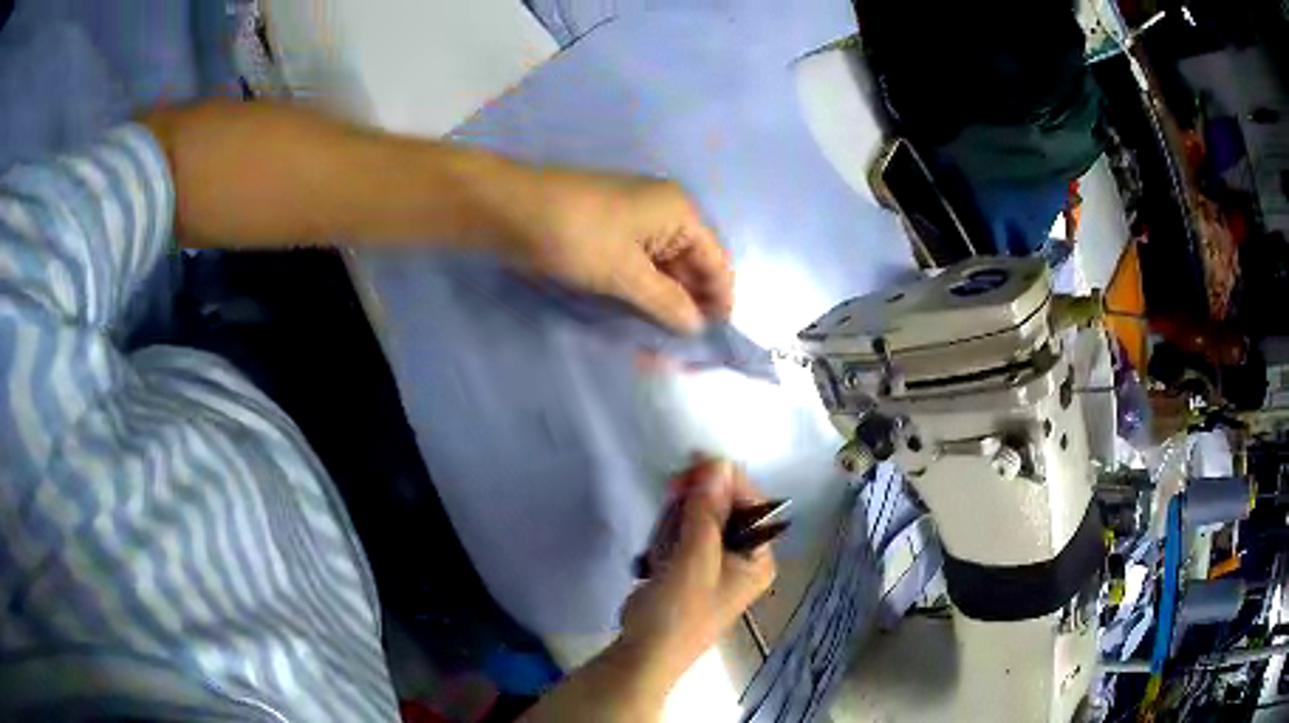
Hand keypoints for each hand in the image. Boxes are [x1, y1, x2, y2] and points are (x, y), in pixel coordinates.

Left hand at [499, 168, 732, 334]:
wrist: (508, 209)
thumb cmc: (575, 236)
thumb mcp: (625, 273)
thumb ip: (667, 303)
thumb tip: (698, 327)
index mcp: (679, 212)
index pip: (717, 263)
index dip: (719, 303)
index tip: (712, 345)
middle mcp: (665, 213)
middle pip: (691, 267)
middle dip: (688, 309)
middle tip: (678, 356)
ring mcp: (635, 222)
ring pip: (663, 271)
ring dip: (662, 306)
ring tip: (654, 348)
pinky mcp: (610, 233)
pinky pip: (638, 267)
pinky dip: (640, 294)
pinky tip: (635, 323)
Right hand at [620, 459, 776, 683]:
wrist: (644, 653)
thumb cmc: (679, 610)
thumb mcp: (695, 558)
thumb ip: (706, 511)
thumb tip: (717, 462)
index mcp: (758, 558)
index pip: (751, 505)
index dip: (725, 482)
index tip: (694, 463)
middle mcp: (743, 558)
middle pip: (726, 509)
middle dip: (698, 499)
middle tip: (672, 490)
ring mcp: (715, 564)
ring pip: (701, 518)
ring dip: (679, 516)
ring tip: (661, 536)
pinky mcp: (689, 568)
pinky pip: (684, 535)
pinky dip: (669, 533)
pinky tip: (655, 550)